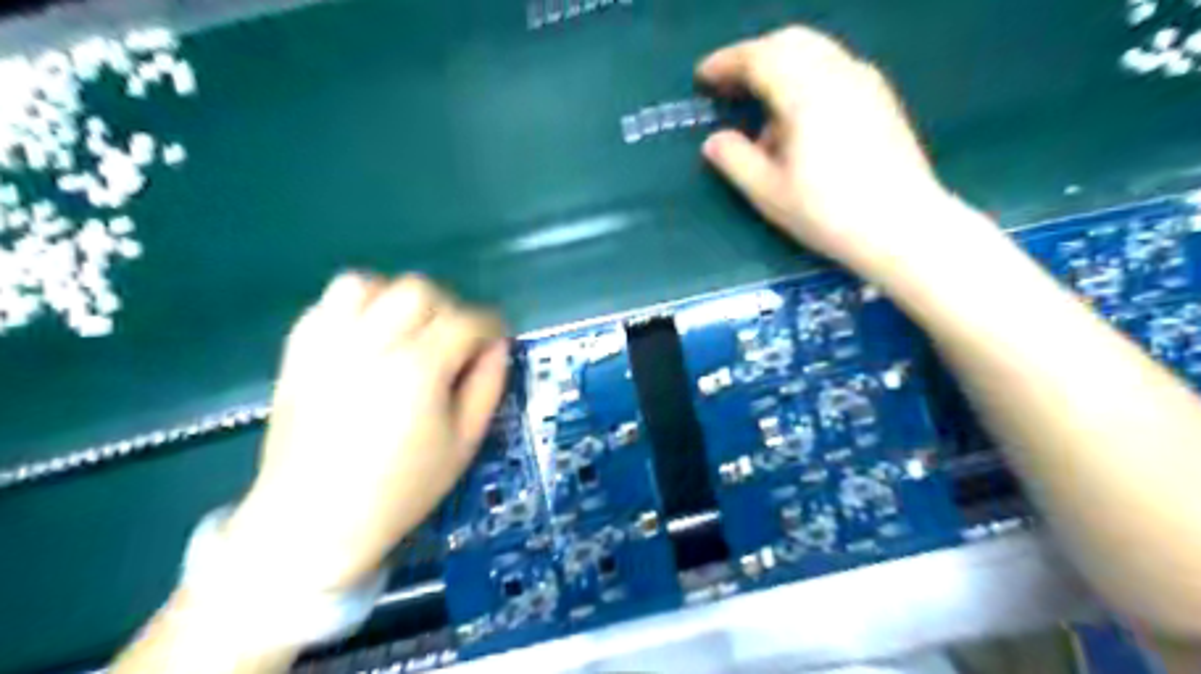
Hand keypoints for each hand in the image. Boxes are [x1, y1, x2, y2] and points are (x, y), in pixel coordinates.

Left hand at [224, 270, 505, 588]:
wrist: (313, 520)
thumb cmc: (400, 488)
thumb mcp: (464, 443)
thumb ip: (487, 386)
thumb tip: (498, 346)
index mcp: (419, 369)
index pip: (467, 321)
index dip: (490, 327)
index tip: (495, 340)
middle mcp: (372, 343)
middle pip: (420, 290)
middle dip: (448, 308)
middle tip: (453, 341)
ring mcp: (329, 342)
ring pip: (371, 283)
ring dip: (398, 299)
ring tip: (407, 330)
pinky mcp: (299, 349)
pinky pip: (330, 300)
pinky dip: (358, 305)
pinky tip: (368, 335)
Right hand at [700, 27, 963, 277]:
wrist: (902, 226)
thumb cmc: (828, 212)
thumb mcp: (769, 193)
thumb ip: (735, 161)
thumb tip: (714, 141)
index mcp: (806, 92)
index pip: (759, 58)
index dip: (726, 64)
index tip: (702, 78)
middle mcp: (838, 72)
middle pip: (790, 41)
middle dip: (754, 57)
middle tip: (730, 86)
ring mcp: (865, 81)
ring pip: (815, 51)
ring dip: (781, 66)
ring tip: (763, 109)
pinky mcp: (881, 97)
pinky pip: (835, 67)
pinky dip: (807, 77)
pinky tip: (801, 118)